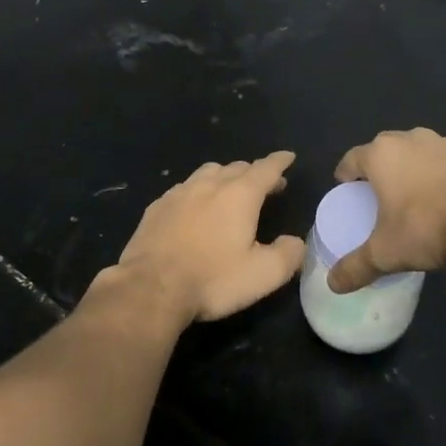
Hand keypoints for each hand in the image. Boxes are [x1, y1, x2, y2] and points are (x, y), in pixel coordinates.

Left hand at [104, 152, 306, 325]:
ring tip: (231, 190)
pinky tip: (195, 207)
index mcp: (240, 194)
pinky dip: (198, 191)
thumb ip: (287, 254)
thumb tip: (295, 241)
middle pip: (237, 167)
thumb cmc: (212, 279)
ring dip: (225, 177)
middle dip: (255, 172)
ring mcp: (179, 193)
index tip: (288, 157)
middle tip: (267, 185)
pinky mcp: (156, 207)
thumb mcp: (263, 274)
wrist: (150, 288)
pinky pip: (184, 188)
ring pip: (208, 172)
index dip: (280, 162)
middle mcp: (209, 184)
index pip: (266, 168)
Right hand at [327, 129, 445, 293]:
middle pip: (384, 150)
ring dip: (412, 168)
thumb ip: (355, 267)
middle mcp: (410, 138)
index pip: (351, 159)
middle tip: (379, 195)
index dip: (345, 175)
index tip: (347, 191)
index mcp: (381, 154)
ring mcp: (444, 142)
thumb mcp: (385, 254)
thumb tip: (332, 284)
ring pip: (417, 152)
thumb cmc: (426, 227)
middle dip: (379, 169)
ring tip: (415, 196)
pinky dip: (441, 174)